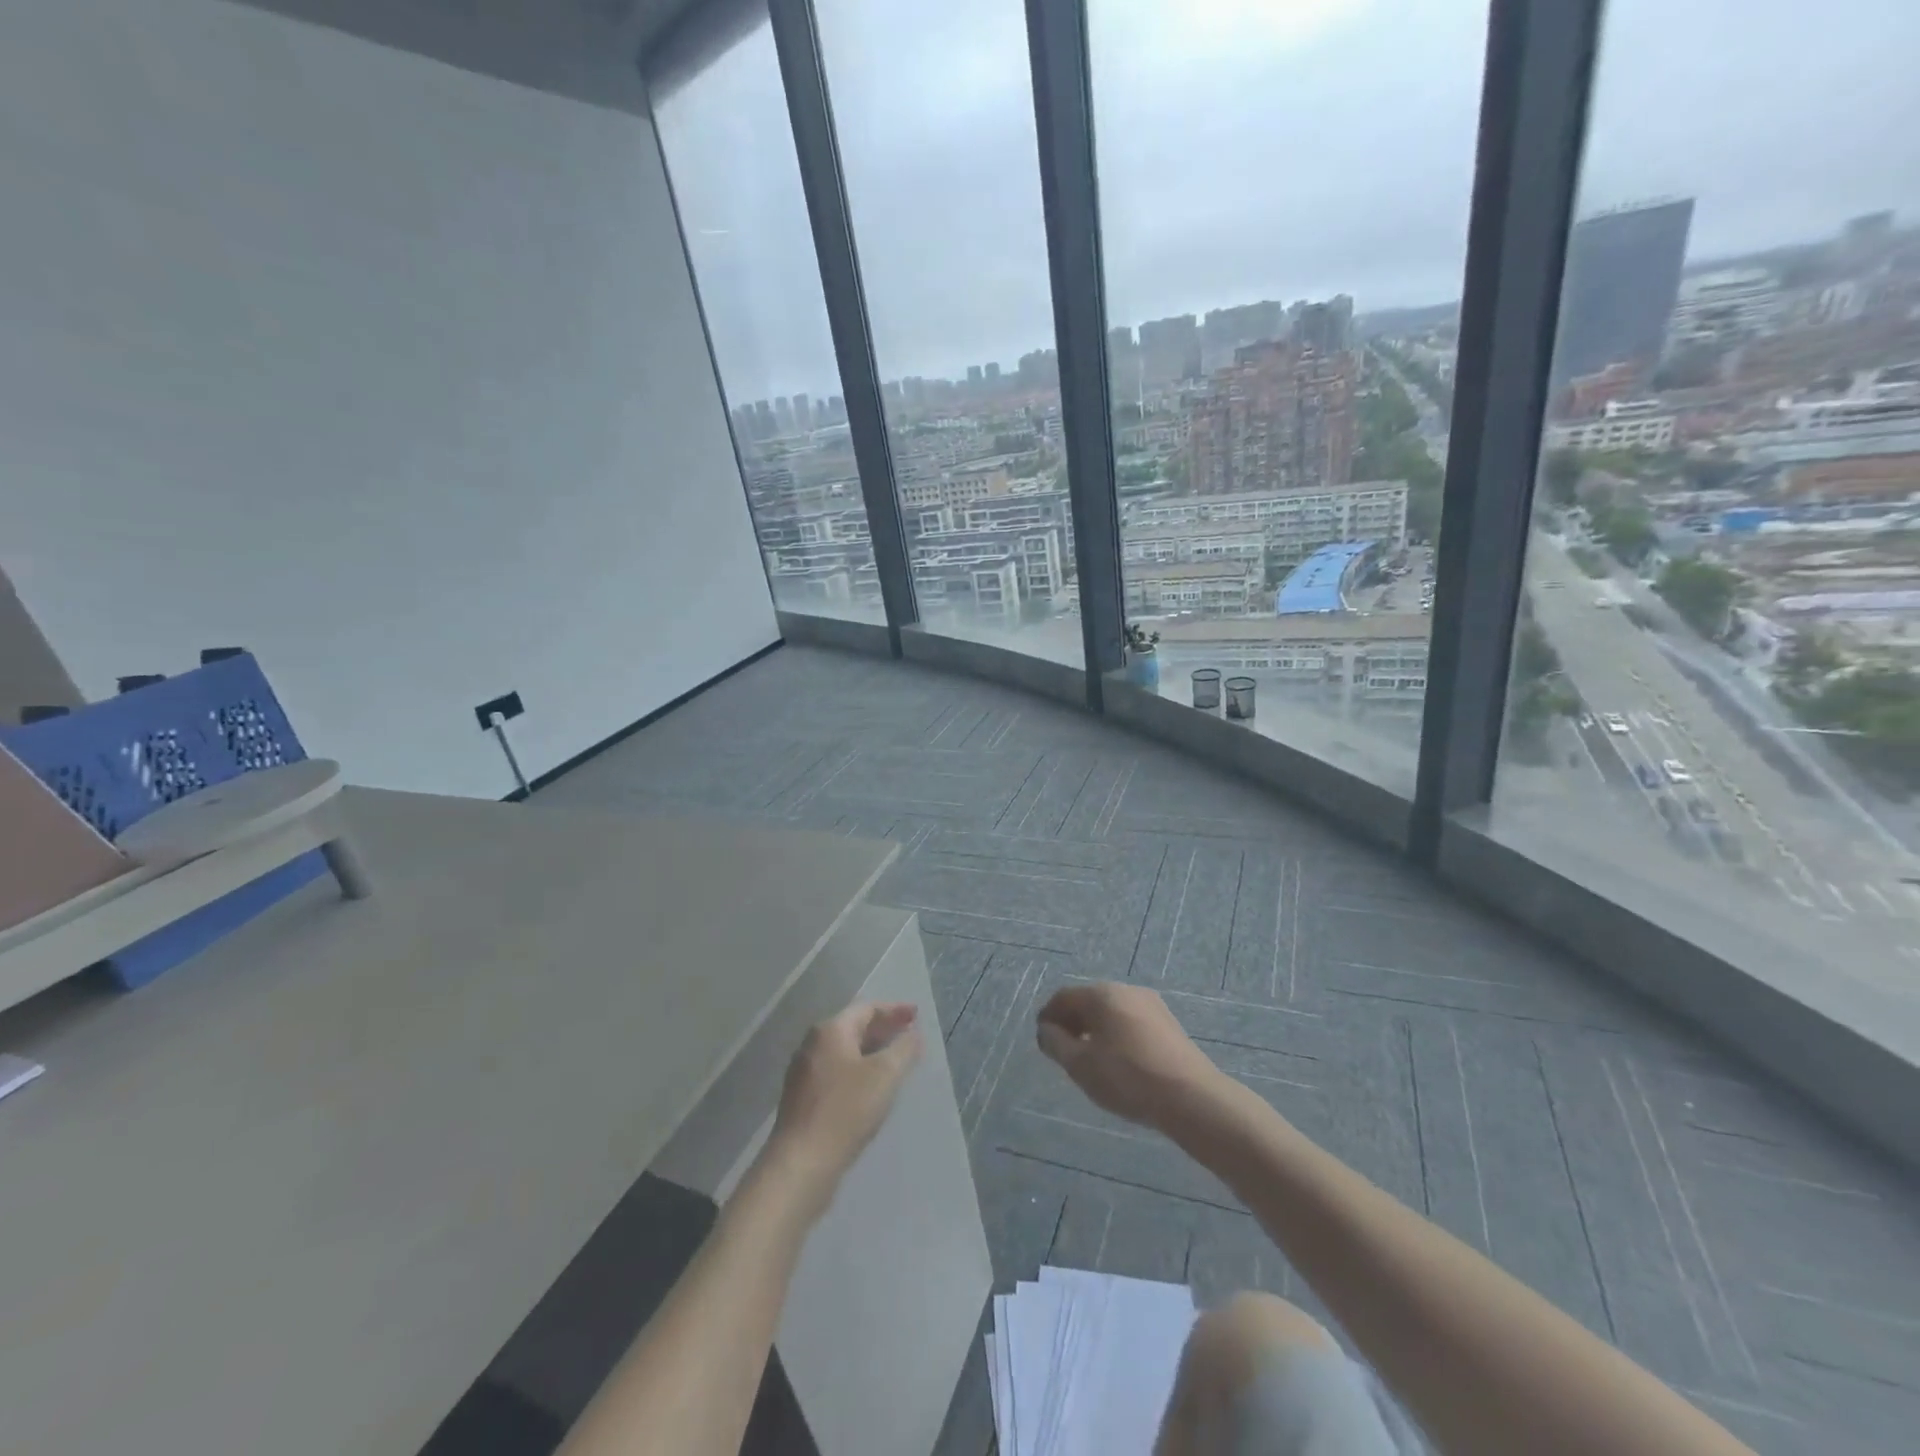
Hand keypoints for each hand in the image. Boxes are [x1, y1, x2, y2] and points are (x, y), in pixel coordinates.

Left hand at [764, 1001, 923, 1218]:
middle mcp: (812, 1045)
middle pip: (854, 1027)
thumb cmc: (846, 1110)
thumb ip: (904, 1049)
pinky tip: (872, 1089)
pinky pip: (837, 1073)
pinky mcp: (802, 1100)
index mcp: (830, 1030)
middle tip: (909, 1035)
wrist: (801, 1164)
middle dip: (883, 1029)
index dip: (894, 1010)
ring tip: (895, 1062)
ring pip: (845, 1052)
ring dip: (871, 1052)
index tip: (917, 1016)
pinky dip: (858, 1071)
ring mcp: (804, 1073)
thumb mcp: (885, 1074)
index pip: (867, 1008)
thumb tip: (913, 1034)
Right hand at [1036, 983, 1223, 1133]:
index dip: (1048, 1016)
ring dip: (1095, 1030)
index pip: (1064, 997)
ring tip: (1090, 1060)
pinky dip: (1116, 1036)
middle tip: (1063, 1051)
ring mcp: (1152, 1005)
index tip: (1042, 1040)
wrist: (1191, 1097)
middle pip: (1089, 1001)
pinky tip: (1118, 1062)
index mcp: (1102, 994)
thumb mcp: (1080, 1065)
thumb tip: (1047, 1030)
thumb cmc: (1127, 1077)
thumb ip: (1056, 1044)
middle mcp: (1126, 990)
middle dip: (1072, 1023)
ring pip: (1112, 1012)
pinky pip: (1131, 1023)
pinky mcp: (1169, 1025)